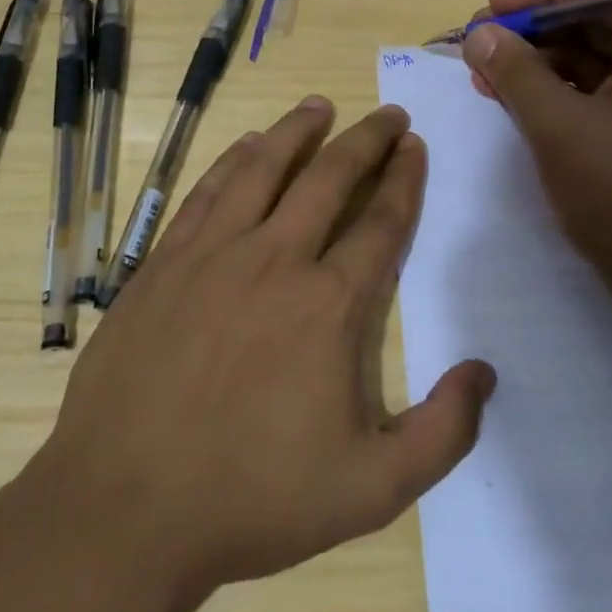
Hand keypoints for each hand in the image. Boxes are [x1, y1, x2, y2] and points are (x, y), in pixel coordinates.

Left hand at [33, 98, 495, 611]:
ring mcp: (214, 253)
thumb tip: (485, 371)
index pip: (382, 221)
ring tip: (320, 104)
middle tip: (388, 113)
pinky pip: (208, 190)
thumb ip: (444, 432)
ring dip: (298, 130)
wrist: (125, 507)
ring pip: (265, 167)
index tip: (415, 145)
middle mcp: (277, 259)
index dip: (404, 178)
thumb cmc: (253, 499)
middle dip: (366, 139)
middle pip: (331, 177)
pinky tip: (248, 144)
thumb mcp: (372, 490)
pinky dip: (234, 159)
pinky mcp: (165, 260)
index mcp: (330, 305)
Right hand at [462, 0, 611, 311]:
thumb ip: (516, 73)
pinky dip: (561, 97)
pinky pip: (604, 96)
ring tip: (488, 84)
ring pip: (596, 61)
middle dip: (533, 33)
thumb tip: (480, 33)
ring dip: (541, 67)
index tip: (488, 12)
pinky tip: (522, 111)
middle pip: (596, 22)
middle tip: (479, 52)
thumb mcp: (560, 129)